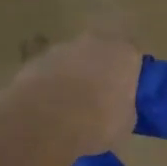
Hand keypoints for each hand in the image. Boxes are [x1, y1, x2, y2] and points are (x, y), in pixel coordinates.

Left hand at [0, 33, 142, 154]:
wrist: (46, 121)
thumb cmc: (98, 122)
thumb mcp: (125, 123)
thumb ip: (124, 107)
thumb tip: (118, 108)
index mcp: (124, 53)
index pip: (133, 55)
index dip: (129, 72)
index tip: (125, 91)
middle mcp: (94, 42)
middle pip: (100, 51)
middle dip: (99, 69)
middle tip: (98, 96)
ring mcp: (61, 49)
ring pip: (72, 60)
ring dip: (72, 76)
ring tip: (69, 107)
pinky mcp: (34, 61)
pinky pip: (49, 72)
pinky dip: (49, 84)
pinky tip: (47, 109)